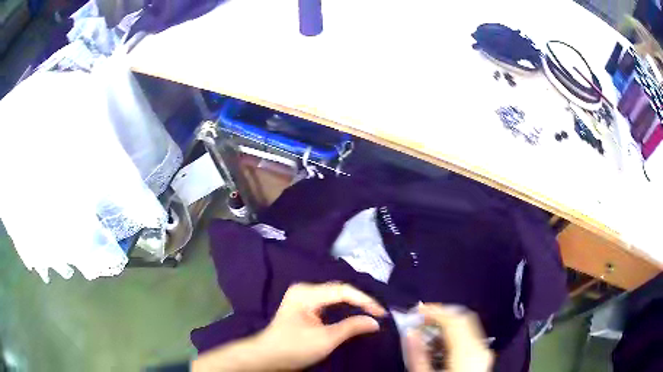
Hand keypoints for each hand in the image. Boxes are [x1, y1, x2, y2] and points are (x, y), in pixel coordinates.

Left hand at [255, 282, 386, 369]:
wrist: (267, 357)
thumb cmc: (294, 348)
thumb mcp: (325, 340)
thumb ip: (351, 327)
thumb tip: (375, 321)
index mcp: (306, 293)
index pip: (343, 290)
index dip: (365, 301)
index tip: (382, 314)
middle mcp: (305, 290)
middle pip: (339, 291)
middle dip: (360, 301)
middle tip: (379, 313)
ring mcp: (303, 297)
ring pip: (335, 296)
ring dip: (353, 304)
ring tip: (371, 312)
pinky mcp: (304, 307)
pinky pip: (329, 303)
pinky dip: (344, 308)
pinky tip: (354, 313)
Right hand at [405, 304, 493, 371]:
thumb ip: (417, 355)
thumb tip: (410, 332)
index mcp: (466, 352)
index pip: (453, 321)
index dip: (435, 311)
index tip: (416, 310)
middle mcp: (480, 347)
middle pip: (463, 318)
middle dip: (442, 314)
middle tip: (421, 317)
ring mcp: (484, 351)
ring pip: (468, 325)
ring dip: (448, 322)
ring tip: (428, 328)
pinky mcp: (482, 356)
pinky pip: (470, 335)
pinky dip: (455, 332)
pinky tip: (441, 341)